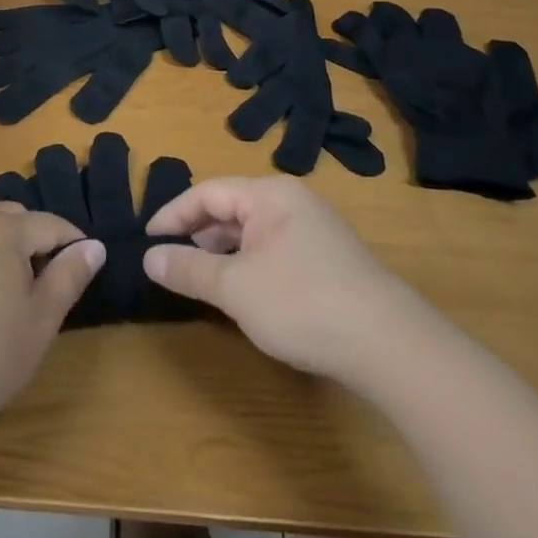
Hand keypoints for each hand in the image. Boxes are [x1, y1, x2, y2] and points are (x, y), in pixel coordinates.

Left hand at [0, 205, 104, 437]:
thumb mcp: (40, 321)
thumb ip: (69, 276)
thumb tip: (94, 245)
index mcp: (3, 230)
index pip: (51, 224)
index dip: (74, 244)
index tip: (85, 272)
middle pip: (14, 220)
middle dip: (36, 242)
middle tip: (47, 286)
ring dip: (4, 253)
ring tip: (12, 298)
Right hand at [143, 176, 411, 386]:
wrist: (390, 345)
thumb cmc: (302, 303)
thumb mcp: (235, 287)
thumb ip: (189, 269)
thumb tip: (149, 256)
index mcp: (269, 194)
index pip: (208, 192)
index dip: (173, 214)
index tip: (147, 238)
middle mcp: (293, 202)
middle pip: (232, 207)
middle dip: (199, 233)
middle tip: (171, 261)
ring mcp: (315, 230)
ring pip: (254, 231)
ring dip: (224, 251)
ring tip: (203, 279)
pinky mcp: (330, 259)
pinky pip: (275, 249)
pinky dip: (250, 264)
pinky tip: (246, 293)